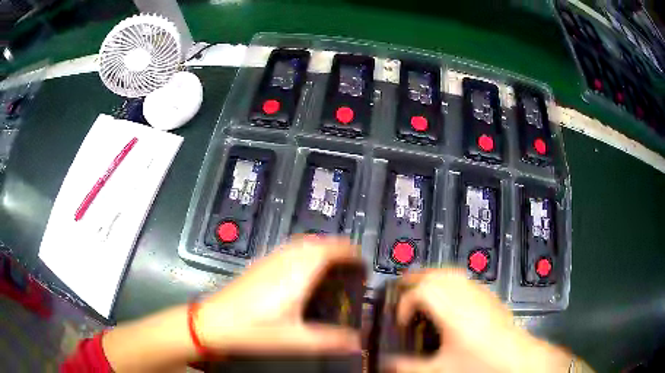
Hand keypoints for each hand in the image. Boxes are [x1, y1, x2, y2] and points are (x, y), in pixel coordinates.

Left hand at [196, 236, 363, 355]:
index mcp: (296, 275)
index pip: (329, 250)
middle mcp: (284, 261)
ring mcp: (269, 260)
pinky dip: (303, 251)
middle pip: (316, 241)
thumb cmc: (252, 330)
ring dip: (320, 247)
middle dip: (337, 248)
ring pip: (301, 242)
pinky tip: (301, 269)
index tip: (362, 261)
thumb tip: (357, 344)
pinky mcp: (258, 264)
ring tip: (332, 264)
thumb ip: (329, 341)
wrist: (212, 322)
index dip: (349, 252)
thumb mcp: (294, 340)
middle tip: (350, 264)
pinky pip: (288, 248)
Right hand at [385, 269, 572, 372]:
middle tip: (402, 291)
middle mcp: (466, 296)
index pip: (422, 291)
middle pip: (437, 274)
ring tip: (421, 289)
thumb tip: (387, 364)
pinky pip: (465, 279)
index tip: (402, 320)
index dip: (405, 303)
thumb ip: (410, 367)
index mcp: (452, 312)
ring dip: (433, 277)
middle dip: (416, 280)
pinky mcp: (490, 296)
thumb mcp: (440, 370)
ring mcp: (480, 293)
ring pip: (452, 273)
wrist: (517, 359)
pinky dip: (449, 281)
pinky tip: (449, 297)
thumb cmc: (479, 365)